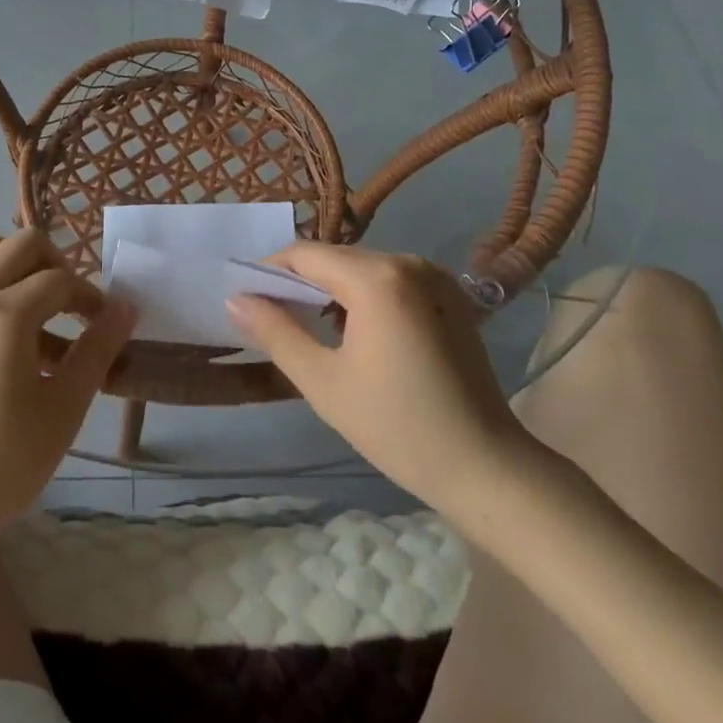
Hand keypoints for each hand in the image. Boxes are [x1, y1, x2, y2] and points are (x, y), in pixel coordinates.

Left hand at [0, 230, 134, 551]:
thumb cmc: (3, 462)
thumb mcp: (64, 408)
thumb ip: (97, 349)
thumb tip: (126, 307)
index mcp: (6, 316)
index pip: (61, 280)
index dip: (90, 298)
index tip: (105, 325)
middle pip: (24, 244)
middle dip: (57, 265)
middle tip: (72, 306)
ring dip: (18, 261)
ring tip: (36, 302)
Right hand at [225, 243, 545, 524]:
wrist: (487, 468)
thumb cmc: (398, 428)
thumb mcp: (324, 383)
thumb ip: (276, 332)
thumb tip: (235, 297)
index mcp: (377, 278)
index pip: (305, 255)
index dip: (269, 271)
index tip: (247, 299)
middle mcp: (407, 261)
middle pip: (335, 258)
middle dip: (301, 282)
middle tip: (276, 320)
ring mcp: (434, 274)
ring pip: (362, 267)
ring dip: (333, 289)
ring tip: (314, 330)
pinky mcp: (450, 293)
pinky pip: (391, 279)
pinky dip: (365, 295)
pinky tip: (359, 332)